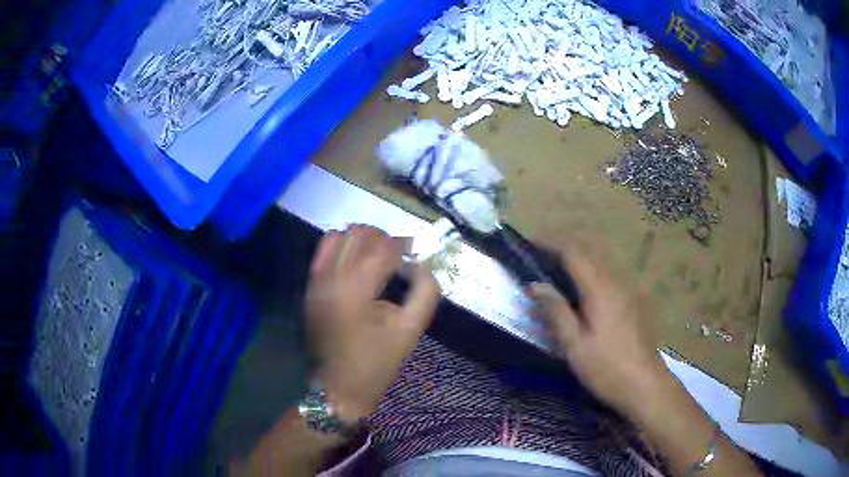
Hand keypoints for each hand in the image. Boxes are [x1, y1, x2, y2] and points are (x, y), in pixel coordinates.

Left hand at [306, 225, 439, 420]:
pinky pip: (323, 251)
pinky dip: (342, 247)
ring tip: (378, 257)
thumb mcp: (410, 330)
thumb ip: (425, 292)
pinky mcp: (311, 287)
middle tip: (400, 255)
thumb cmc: (376, 362)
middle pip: (360, 234)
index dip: (404, 244)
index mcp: (358, 287)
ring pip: (340, 236)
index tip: (416, 251)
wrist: (338, 387)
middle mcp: (333, 276)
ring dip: (363, 240)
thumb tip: (422, 265)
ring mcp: (317, 280)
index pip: (383, 246)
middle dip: (384, 239)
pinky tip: (356, 261)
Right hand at [529, 243, 665, 415]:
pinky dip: (592, 268)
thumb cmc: (606, 368)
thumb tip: (535, 285)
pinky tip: (585, 288)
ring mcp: (629, 288)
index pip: (573, 252)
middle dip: (565, 244)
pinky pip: (610, 272)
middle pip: (590, 249)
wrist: (645, 384)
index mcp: (600, 289)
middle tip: (541, 253)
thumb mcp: (574, 345)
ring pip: (602, 259)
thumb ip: (555, 311)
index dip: (550, 242)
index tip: (530, 242)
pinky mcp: (635, 299)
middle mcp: (617, 280)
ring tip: (559, 267)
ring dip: (579, 255)